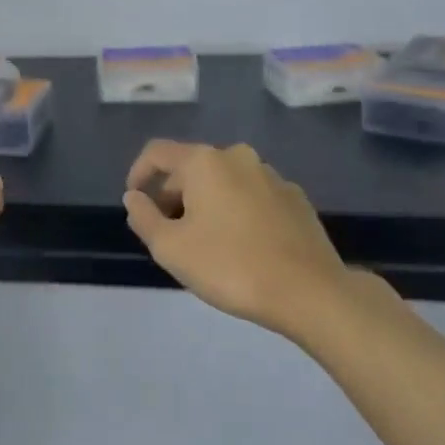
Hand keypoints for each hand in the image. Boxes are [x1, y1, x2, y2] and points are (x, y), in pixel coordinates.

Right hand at [123, 139, 357, 335]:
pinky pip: (252, 196)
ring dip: (206, 204)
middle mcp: (238, 157)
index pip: (158, 152)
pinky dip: (236, 211)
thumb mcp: (170, 248)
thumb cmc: (230, 266)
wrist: (310, 292)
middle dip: (173, 195)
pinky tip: (241, 246)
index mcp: (205, 162)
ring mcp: (272, 176)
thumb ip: (144, 218)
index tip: (135, 202)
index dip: (138, 173)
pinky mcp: (296, 199)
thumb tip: (134, 197)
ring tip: (204, 243)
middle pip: (192, 168)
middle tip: (168, 234)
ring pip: (224, 182)